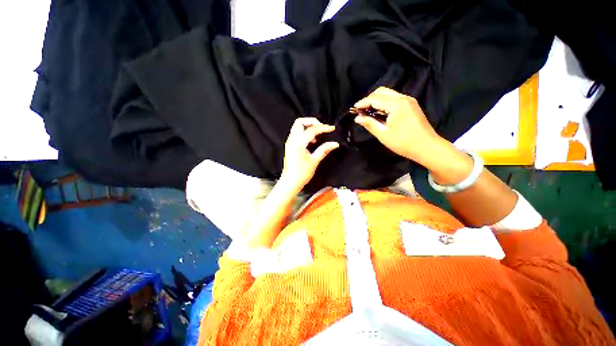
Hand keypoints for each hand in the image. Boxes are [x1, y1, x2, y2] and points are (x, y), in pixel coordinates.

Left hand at [280, 117, 338, 191]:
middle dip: (312, 122)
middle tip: (322, 127)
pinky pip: (297, 133)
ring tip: (318, 134)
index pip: (312, 130)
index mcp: (298, 143)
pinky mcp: (290, 146)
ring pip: (297, 126)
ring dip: (308, 126)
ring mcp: (290, 142)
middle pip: (300, 122)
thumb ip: (324, 149)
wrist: (290, 182)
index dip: (323, 128)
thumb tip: (334, 143)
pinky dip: (305, 132)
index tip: (331, 128)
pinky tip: (312, 140)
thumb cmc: (301, 174)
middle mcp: (292, 140)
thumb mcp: (314, 161)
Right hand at [353, 87, 442, 164]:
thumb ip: (370, 124)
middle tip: (361, 110)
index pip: (375, 99)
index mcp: (396, 105)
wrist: (427, 147)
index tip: (353, 109)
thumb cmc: (403, 143)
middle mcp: (403, 98)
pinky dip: (384, 103)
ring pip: (388, 94)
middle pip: (382, 92)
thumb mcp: (383, 134)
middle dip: (369, 99)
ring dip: (376, 100)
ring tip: (368, 111)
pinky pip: (394, 99)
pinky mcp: (411, 105)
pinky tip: (379, 112)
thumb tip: (357, 118)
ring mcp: (409, 100)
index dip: (363, 103)